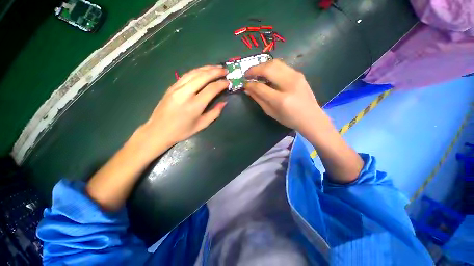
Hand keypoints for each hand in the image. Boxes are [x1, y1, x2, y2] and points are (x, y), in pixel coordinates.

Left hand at [138, 65, 228, 155]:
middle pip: (203, 76)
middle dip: (216, 71)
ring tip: (216, 67)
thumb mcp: (202, 125)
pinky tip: (203, 71)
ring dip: (206, 68)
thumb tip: (224, 102)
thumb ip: (215, 113)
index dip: (221, 84)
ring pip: (194, 72)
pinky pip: (186, 75)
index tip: (228, 82)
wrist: (158, 130)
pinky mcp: (171, 87)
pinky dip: (197, 71)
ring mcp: (177, 88)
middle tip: (225, 70)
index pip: (211, 89)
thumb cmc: (182, 131)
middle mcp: (186, 93)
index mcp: (195, 105)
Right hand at [244, 59, 326, 132]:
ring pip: (275, 63)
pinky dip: (271, 67)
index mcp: (281, 100)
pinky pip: (281, 65)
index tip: (244, 84)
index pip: (261, 87)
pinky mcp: (299, 73)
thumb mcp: (271, 112)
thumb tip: (248, 89)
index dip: (250, 84)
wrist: (311, 117)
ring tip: (255, 72)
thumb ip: (259, 99)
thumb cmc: (289, 119)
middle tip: (247, 74)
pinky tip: (267, 73)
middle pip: (268, 69)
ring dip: (262, 66)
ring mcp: (296, 76)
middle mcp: (289, 84)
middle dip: (254, 69)